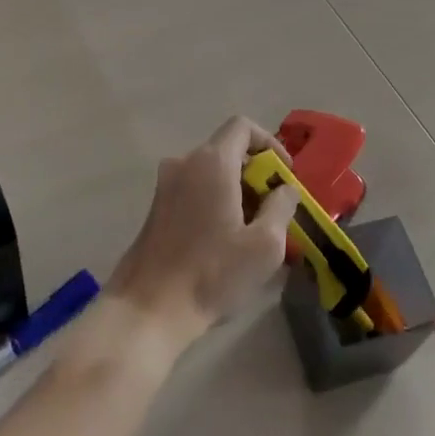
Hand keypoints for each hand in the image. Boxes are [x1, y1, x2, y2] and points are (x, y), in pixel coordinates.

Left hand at [108, 116, 300, 346]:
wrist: (149, 309)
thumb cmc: (212, 274)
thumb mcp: (265, 245)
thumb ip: (282, 207)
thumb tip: (286, 189)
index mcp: (211, 162)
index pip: (242, 126)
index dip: (270, 143)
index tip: (284, 175)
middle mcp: (184, 163)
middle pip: (227, 149)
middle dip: (256, 173)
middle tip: (274, 208)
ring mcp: (165, 185)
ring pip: (210, 172)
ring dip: (236, 190)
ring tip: (253, 229)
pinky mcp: (156, 207)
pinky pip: (194, 189)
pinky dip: (215, 200)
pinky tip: (225, 239)